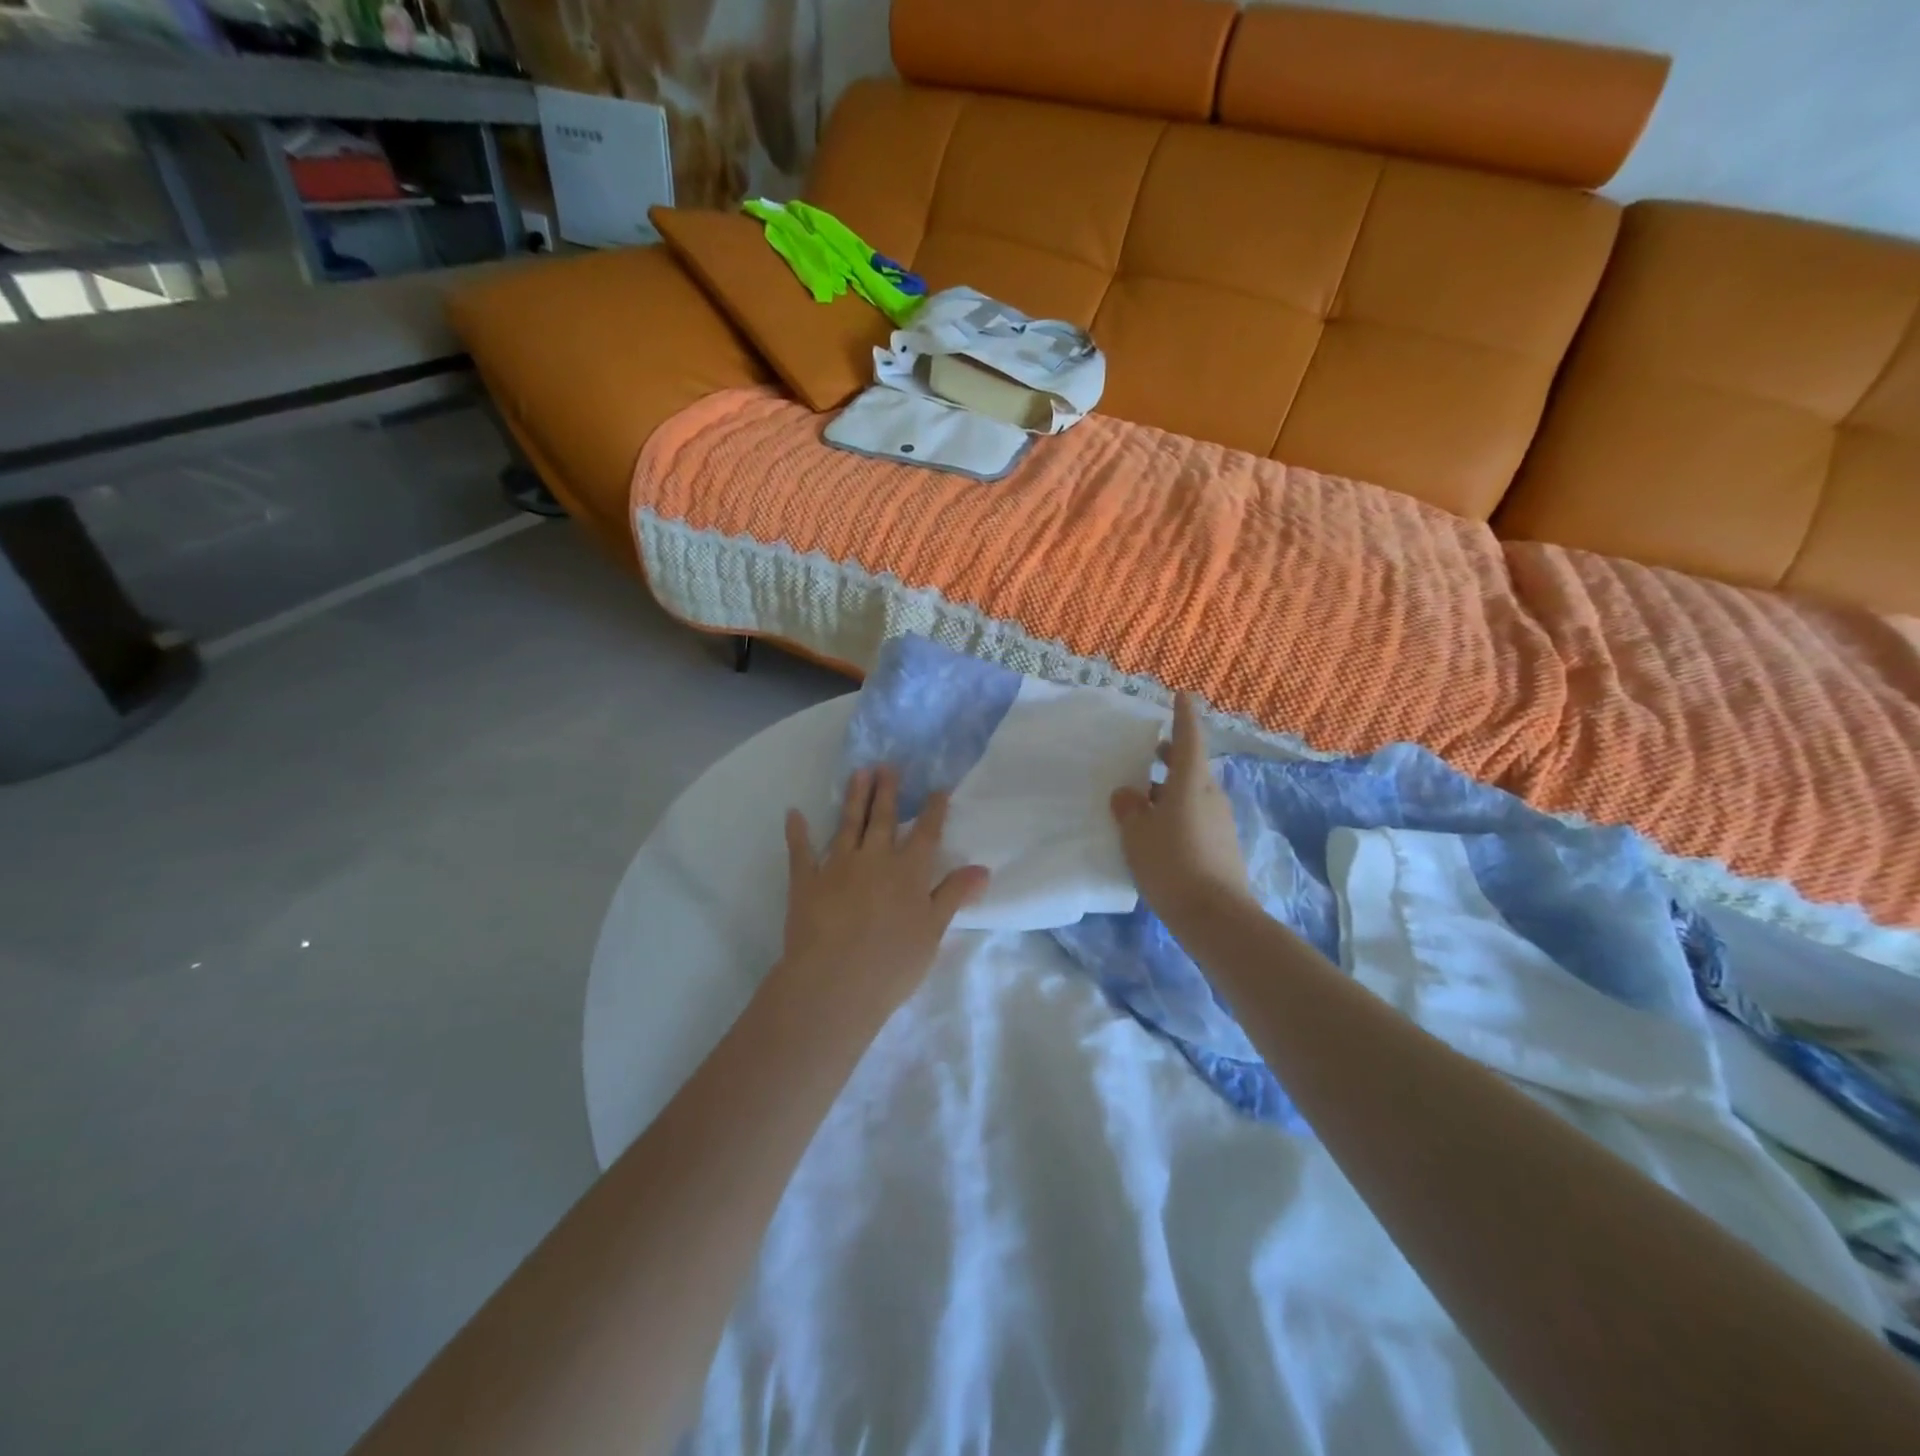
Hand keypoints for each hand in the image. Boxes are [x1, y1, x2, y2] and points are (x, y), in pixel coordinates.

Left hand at [779, 766, 989, 1015]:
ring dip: (854, 798)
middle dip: (888, 791)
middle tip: (888, 765)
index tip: (938, 788)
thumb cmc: (892, 963)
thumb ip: (954, 894)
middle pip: (883, 819)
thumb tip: (982, 868)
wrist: (834, 982)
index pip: (926, 833)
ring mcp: (838, 866)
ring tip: (859, 772)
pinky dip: (797, 832)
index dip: (933, 810)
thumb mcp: (933, 931)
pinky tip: (794, 813)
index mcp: (909, 872)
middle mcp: (875, 859)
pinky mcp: (806, 881)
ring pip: (848, 824)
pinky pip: (801, 851)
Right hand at [1110, 693, 1252, 924]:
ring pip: (1194, 793)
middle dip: (1171, 758)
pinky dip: (1179, 812)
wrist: (1215, 916)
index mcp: (1191, 782)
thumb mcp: (1137, 834)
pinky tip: (1160, 832)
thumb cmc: (1171, 864)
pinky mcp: (1223, 844)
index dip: (1184, 716)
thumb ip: (1129, 809)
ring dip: (1172, 789)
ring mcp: (1221, 820)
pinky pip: (1197, 816)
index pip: (1189, 739)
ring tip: (1144, 800)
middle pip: (1192, 766)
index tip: (1182, 695)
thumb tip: (1128, 794)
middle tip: (1150, 755)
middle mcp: (1211, 794)